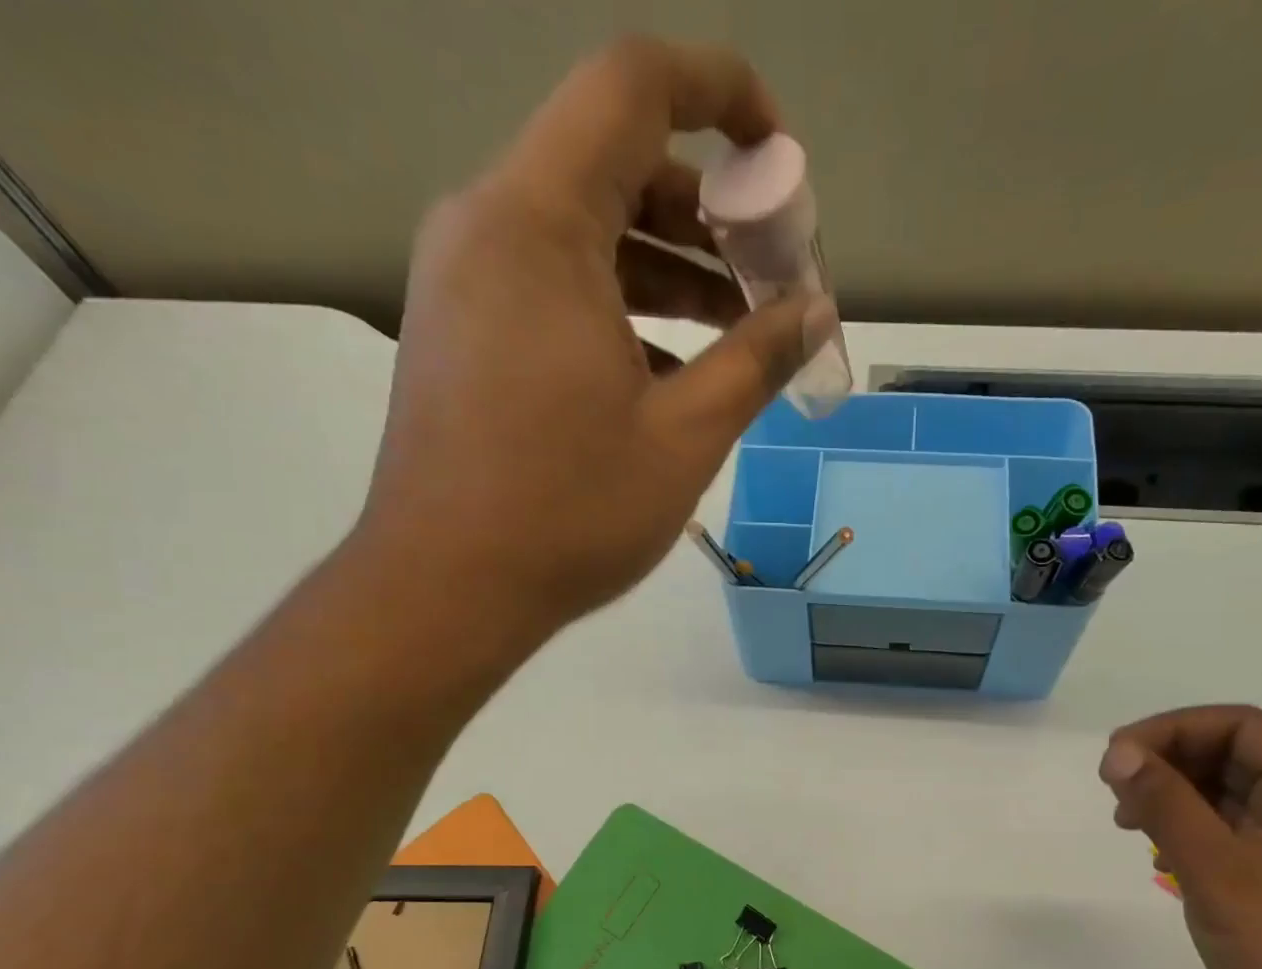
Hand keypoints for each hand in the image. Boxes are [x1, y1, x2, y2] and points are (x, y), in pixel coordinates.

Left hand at [353, 38, 834, 665]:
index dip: (721, 95)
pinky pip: (552, 285)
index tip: (779, 163)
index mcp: (539, 223)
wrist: (446, 588)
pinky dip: (619, 306)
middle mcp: (488, 224)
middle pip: (613, 162)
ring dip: (669, 268)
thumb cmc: (569, 513)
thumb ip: (756, 359)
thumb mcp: (685, 437)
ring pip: (584, 231)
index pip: (633, 88)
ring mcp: (465, 279)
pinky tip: (670, 371)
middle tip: (771, 281)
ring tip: (738, 332)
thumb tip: (814, 311)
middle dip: (709, 211)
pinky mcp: (462, 330)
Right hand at [1100, 706, 1261, 968]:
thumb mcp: (1216, 869)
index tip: (1115, 760)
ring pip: (1230, 792)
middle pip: (1233, 753)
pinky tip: (1161, 853)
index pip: (1238, 725)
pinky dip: (1192, 829)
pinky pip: (1235, 829)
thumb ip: (1164, 803)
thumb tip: (1119, 753)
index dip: (1170, 731)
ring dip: (1175, 796)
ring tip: (1129, 822)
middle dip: (1168, 764)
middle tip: (1116, 793)